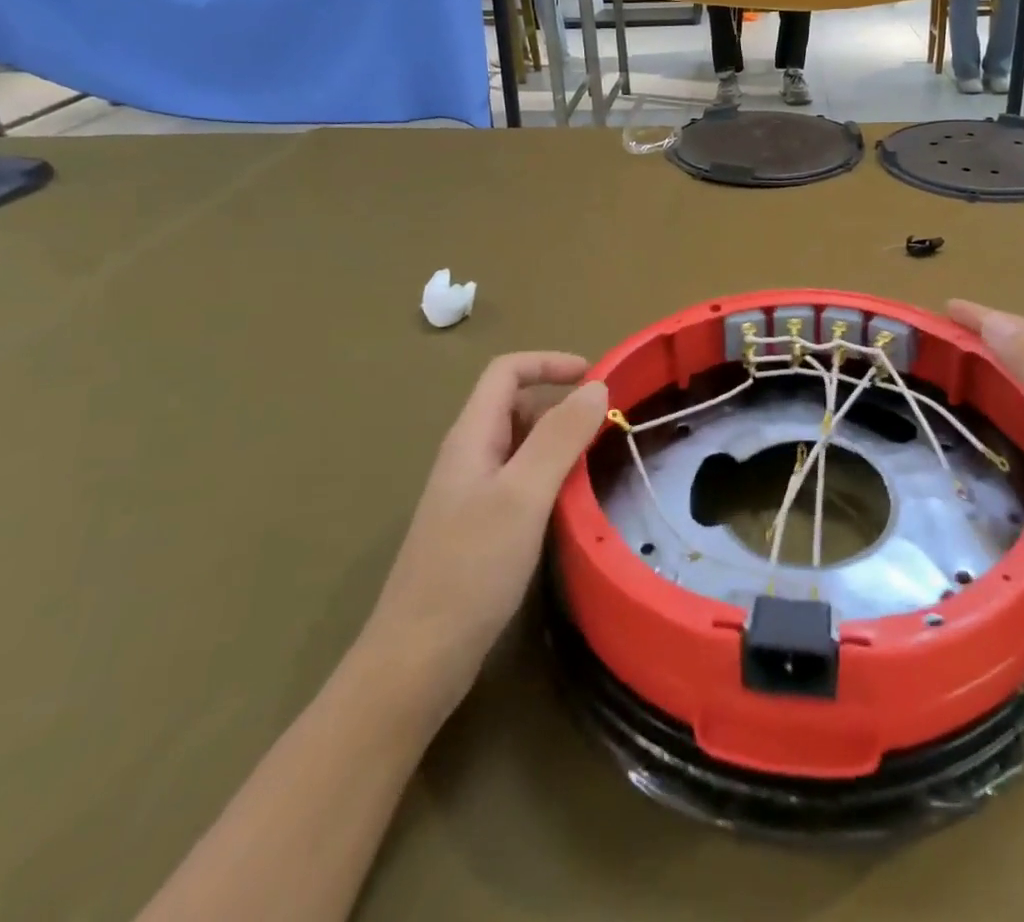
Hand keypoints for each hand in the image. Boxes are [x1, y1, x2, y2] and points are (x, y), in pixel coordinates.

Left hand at [361, 353, 608, 702]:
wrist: (417, 661)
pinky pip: (521, 482)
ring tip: (597, 462)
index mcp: (471, 438)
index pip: (506, 372)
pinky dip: (551, 477)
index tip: (596, 377)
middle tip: (606, 427)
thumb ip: (560, 436)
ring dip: (559, 442)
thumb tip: (597, 386)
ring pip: (521, 446)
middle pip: (515, 405)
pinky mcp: (479, 528)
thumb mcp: (523, 494)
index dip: (550, 363)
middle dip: (561, 404)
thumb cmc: (470, 568)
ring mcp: (471, 495)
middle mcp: (469, 457)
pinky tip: (571, 505)